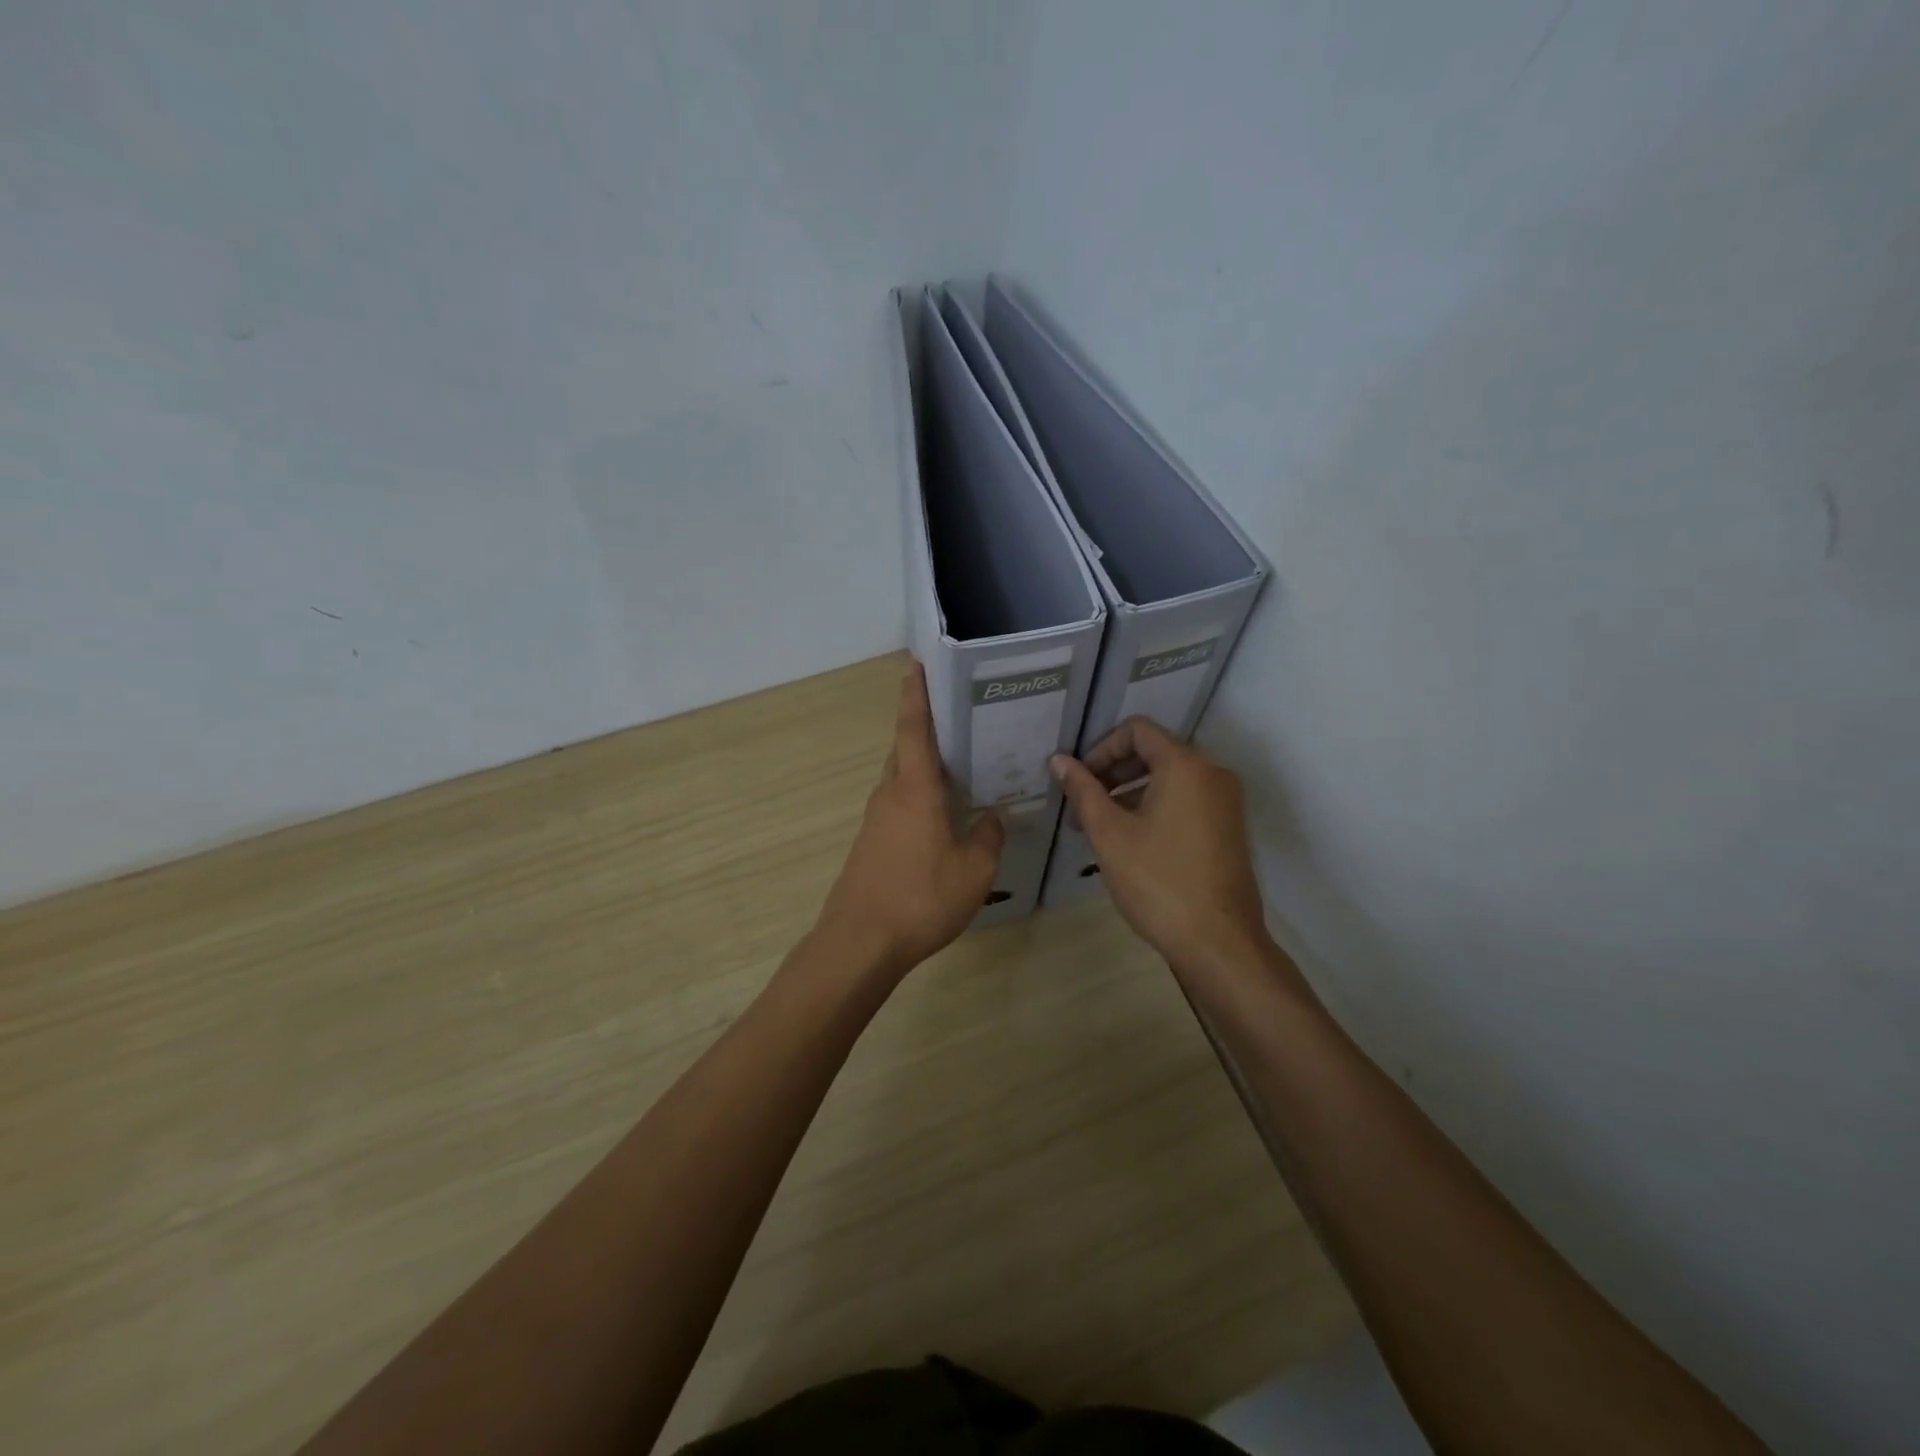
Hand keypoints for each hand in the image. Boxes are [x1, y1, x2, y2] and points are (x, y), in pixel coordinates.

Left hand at [814, 662, 1005, 976]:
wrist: (861, 942)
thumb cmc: (921, 897)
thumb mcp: (974, 870)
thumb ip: (988, 837)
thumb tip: (993, 817)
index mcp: (915, 788)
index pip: (914, 728)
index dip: (916, 694)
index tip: (917, 664)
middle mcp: (891, 794)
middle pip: (908, 749)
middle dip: (929, 728)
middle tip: (963, 717)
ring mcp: (877, 819)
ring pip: (904, 778)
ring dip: (927, 766)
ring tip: (964, 765)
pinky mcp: (872, 842)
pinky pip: (901, 804)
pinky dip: (922, 796)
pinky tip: (945, 815)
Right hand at [1050, 719, 1269, 971]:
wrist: (1219, 942)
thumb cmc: (1158, 882)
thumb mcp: (1110, 834)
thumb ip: (1083, 790)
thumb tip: (1059, 760)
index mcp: (1186, 766)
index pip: (1137, 730)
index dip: (1101, 748)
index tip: (1079, 780)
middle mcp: (1213, 773)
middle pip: (1155, 751)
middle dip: (1113, 772)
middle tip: (1083, 804)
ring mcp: (1226, 801)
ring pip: (1170, 778)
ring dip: (1131, 791)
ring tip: (1100, 826)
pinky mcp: (1229, 827)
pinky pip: (1187, 799)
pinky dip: (1155, 806)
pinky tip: (1132, 840)